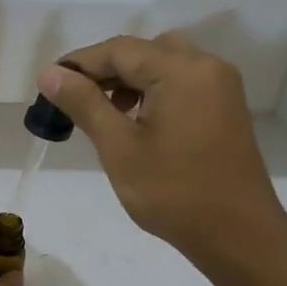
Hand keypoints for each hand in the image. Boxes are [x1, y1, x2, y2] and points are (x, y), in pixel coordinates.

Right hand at [39, 34, 286, 273]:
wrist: (238, 235)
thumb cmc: (174, 193)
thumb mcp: (119, 148)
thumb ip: (84, 104)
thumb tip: (50, 74)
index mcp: (181, 71)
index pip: (119, 50)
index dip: (79, 63)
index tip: (48, 85)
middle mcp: (206, 66)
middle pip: (143, 51)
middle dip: (104, 70)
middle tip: (73, 99)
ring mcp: (220, 87)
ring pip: (163, 64)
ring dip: (129, 80)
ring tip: (101, 112)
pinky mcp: (225, 107)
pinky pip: (182, 82)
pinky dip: (153, 91)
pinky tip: (135, 120)